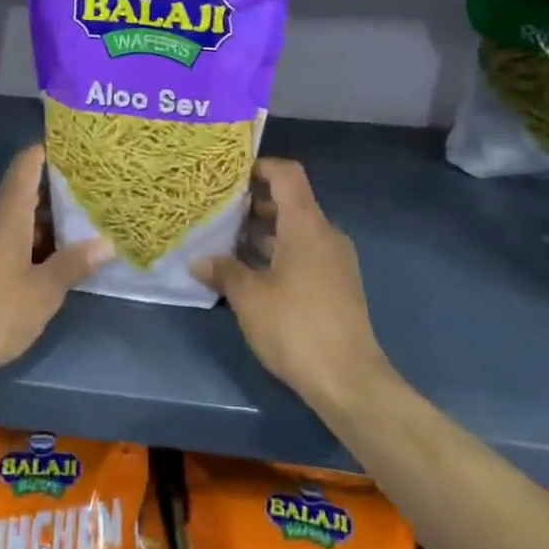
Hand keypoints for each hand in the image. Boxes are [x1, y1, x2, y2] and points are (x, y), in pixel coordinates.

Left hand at [0, 144, 110, 392]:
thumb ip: (74, 264)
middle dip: (52, 202)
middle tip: (85, 211)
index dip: (48, 152)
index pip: (26, 164)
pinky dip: (12, 244)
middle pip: (20, 194)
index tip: (75, 153)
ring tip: (64, 245)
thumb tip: (106, 243)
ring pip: (5, 220)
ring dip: (33, 228)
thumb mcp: (43, 294)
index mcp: (4, 213)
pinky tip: (28, 270)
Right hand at [195, 158, 388, 411]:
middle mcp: (325, 234)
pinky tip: (250, 272)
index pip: (287, 174)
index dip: (260, 166)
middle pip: (290, 201)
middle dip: (254, 203)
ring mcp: (335, 260)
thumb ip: (224, 271)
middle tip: (217, 210)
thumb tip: (198, 260)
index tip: (229, 175)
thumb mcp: (249, 298)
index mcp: (306, 224)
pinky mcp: (337, 285)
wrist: (350, 381)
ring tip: (226, 241)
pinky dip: (278, 253)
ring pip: (296, 230)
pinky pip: (304, 253)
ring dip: (264, 232)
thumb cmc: (296, 327)